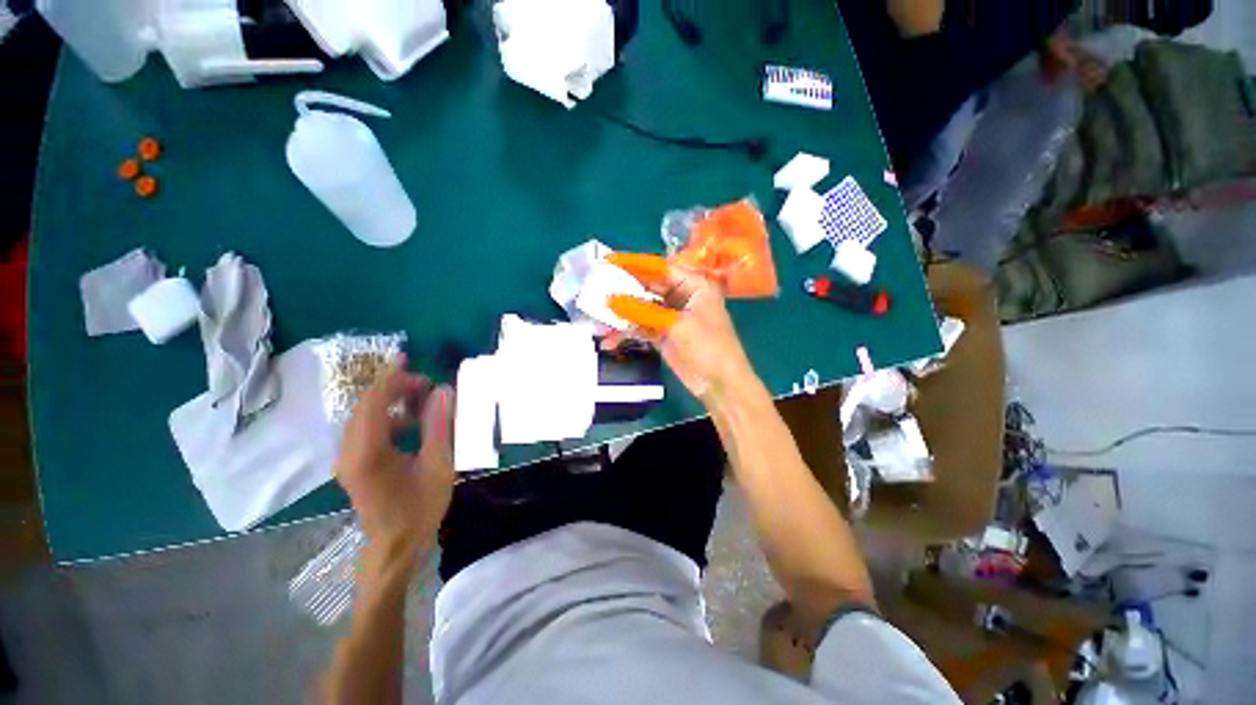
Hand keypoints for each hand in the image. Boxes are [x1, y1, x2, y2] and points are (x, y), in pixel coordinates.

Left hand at [334, 356, 454, 561]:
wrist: (395, 545)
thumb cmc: (420, 509)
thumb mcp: (438, 466)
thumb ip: (438, 426)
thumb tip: (443, 391)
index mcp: (367, 454)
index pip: (373, 403)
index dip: (389, 378)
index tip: (407, 358)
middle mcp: (349, 452)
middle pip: (366, 406)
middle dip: (395, 388)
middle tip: (428, 385)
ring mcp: (348, 459)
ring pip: (366, 417)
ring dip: (392, 402)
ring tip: (424, 400)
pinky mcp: (354, 463)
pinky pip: (368, 429)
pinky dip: (389, 417)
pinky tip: (412, 422)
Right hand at [607, 254, 754, 399]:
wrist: (720, 385)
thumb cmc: (708, 347)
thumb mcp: (677, 325)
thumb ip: (642, 312)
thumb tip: (609, 300)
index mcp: (693, 285)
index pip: (659, 267)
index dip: (633, 263)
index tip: (607, 260)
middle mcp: (681, 297)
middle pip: (647, 287)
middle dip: (622, 290)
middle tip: (595, 288)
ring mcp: (670, 317)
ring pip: (640, 309)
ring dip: (621, 314)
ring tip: (597, 319)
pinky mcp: (663, 335)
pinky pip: (640, 327)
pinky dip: (626, 332)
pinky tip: (609, 340)